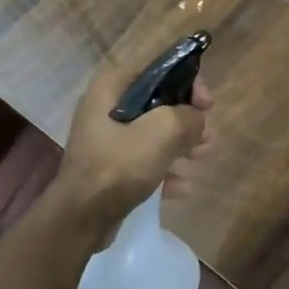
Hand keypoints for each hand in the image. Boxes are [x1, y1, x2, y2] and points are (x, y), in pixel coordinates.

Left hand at [56, 55, 212, 232]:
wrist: (80, 218)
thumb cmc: (118, 165)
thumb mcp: (162, 132)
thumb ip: (188, 117)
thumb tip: (196, 119)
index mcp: (112, 87)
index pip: (158, 69)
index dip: (188, 82)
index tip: (207, 105)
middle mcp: (105, 107)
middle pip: (158, 102)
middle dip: (186, 119)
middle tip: (207, 135)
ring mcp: (106, 139)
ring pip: (153, 133)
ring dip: (180, 144)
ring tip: (202, 157)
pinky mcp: (109, 167)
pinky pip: (143, 160)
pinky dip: (164, 169)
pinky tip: (183, 187)